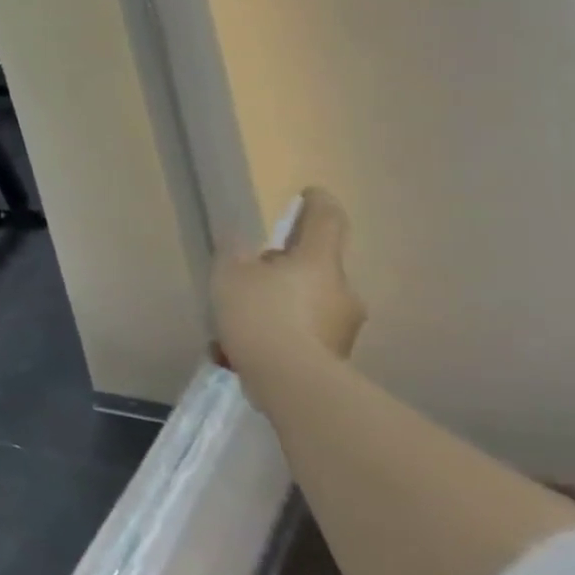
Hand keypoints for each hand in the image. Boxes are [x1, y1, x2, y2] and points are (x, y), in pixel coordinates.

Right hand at [212, 187, 365, 370]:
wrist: (291, 381)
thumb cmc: (260, 314)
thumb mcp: (230, 274)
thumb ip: (236, 253)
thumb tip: (242, 242)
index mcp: (319, 262)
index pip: (327, 222)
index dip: (319, 204)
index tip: (311, 193)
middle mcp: (341, 289)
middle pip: (314, 266)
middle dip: (284, 267)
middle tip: (249, 274)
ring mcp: (344, 325)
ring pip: (307, 300)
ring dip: (279, 302)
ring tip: (237, 319)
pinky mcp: (336, 354)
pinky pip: (304, 331)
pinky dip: (279, 331)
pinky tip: (243, 348)